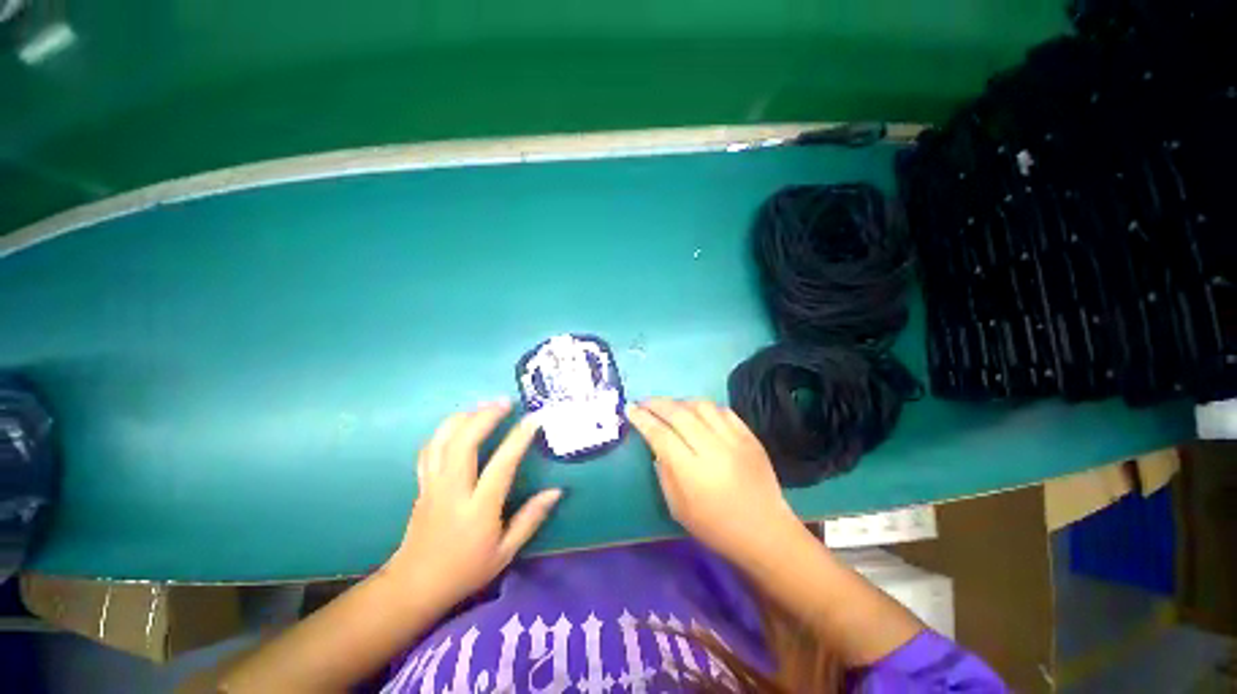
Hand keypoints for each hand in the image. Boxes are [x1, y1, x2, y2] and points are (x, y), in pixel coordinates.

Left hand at [384, 401, 561, 608]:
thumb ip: (531, 518)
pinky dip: (445, 430)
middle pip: (463, 443)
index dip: (518, 438)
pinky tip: (459, 424)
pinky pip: (430, 449)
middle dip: (484, 416)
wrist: (414, 586)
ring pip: (442, 441)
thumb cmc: (465, 570)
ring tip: (484, 406)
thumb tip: (557, 491)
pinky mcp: (422, 484)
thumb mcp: (506, 552)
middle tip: (505, 402)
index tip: (534, 419)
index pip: (501, 465)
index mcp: (478, 509)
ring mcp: (433, 485)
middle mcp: (453, 491)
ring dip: (464, 417)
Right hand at [626, 398, 800, 564]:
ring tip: (671, 407)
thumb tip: (656, 444)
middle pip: (679, 414)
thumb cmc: (716, 527)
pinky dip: (705, 407)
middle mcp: (713, 450)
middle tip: (644, 402)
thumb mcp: (678, 508)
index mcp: (692, 472)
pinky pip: (723, 411)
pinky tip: (698, 413)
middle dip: (657, 403)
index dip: (642, 419)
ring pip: (702, 406)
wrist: (765, 532)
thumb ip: (664, 472)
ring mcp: (734, 440)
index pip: (661, 435)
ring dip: (681, 402)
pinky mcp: (750, 437)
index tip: (630, 409)